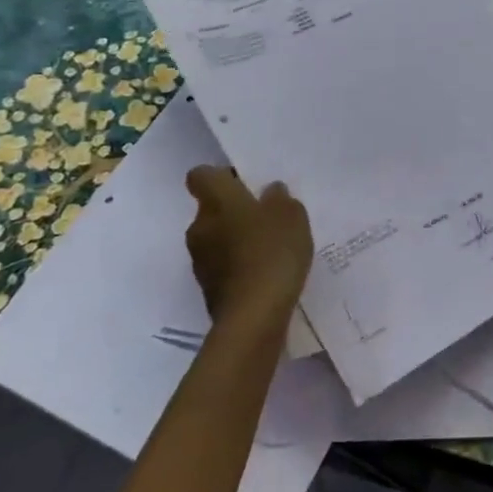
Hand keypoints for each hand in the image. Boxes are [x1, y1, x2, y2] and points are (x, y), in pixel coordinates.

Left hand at [183, 166, 313, 321]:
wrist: (254, 315)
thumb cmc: (273, 252)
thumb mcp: (292, 215)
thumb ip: (280, 199)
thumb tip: (269, 192)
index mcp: (217, 201)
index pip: (201, 176)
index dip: (220, 176)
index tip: (244, 183)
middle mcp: (200, 226)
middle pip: (212, 208)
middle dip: (234, 210)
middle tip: (267, 216)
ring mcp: (200, 259)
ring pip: (216, 237)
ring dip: (236, 238)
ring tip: (269, 247)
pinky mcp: (207, 288)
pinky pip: (222, 264)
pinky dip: (238, 264)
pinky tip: (265, 271)